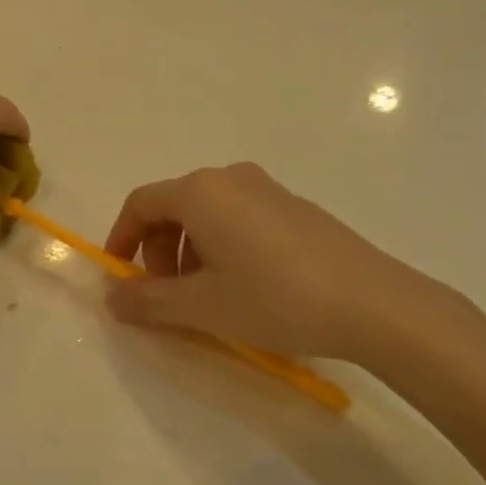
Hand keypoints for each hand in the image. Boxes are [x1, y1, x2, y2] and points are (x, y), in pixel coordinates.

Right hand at [102, 163, 468, 362]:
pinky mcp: (295, 207)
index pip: (141, 204)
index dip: (121, 239)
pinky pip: (240, 217)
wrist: (374, 304)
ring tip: (208, 298)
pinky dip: (224, 246)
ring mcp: (267, 188)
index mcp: (201, 192)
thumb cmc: (276, 299)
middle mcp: (230, 178)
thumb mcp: (203, 307)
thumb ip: (148, 301)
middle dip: (159, 250)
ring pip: (208, 213)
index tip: (120, 278)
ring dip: (191, 251)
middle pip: (174, 206)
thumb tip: (111, 297)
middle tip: (167, 296)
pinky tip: (248, 287)